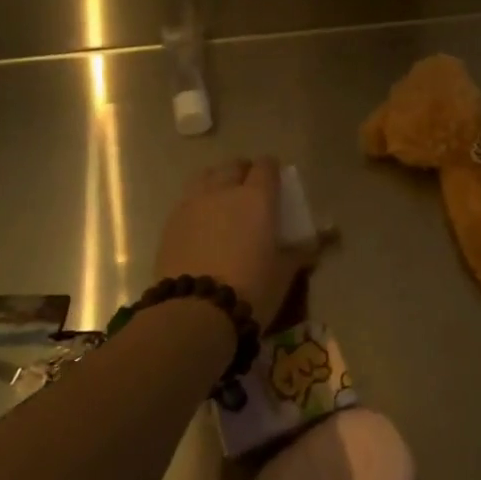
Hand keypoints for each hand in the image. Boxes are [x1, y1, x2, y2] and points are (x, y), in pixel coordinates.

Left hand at [154, 157, 295, 329]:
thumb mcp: (283, 273)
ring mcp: (193, 205)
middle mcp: (224, 191)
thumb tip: (311, 247)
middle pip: (233, 166)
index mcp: (257, 198)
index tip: (276, 181)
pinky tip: (201, 224)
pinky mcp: (170, 224)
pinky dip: (197, 204)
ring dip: (217, 182)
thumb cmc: (250, 288)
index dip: (272, 170)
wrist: (194, 313)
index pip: (266, 166)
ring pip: (206, 177)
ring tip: (222, 201)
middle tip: (250, 191)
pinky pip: (187, 200)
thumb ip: (297, 254)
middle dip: (243, 172)